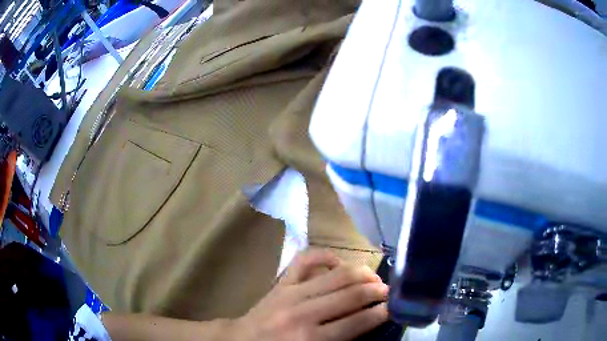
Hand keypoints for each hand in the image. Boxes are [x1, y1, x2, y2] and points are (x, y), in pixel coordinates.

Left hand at [235, 250, 388, 340]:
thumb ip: (342, 340)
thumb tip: (369, 322)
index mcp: (311, 339)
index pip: (358, 321)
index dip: (382, 313)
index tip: (394, 307)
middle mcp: (303, 313)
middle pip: (352, 294)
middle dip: (377, 291)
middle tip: (388, 292)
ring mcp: (290, 292)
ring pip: (337, 274)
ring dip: (362, 273)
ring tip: (374, 279)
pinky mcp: (281, 281)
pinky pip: (306, 258)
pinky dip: (326, 256)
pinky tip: (338, 263)